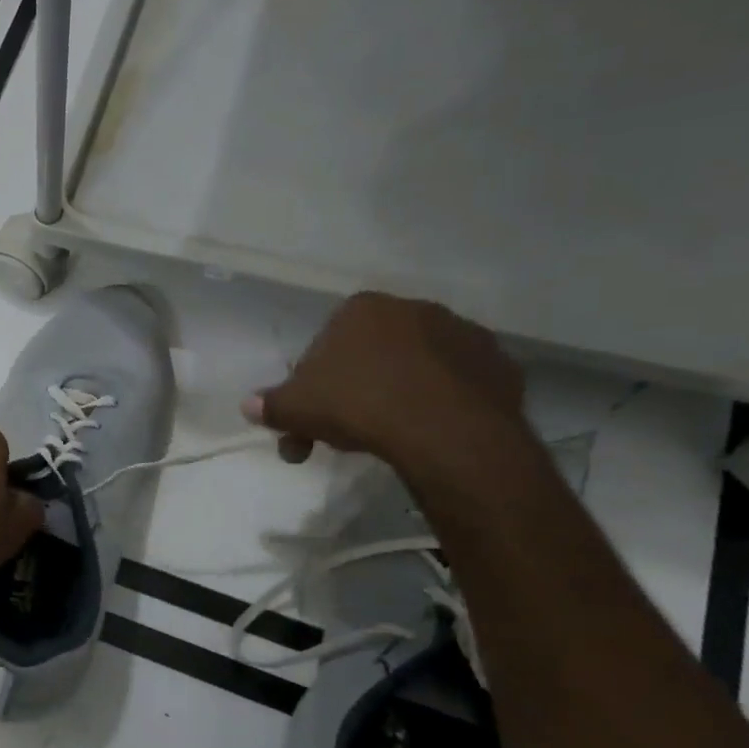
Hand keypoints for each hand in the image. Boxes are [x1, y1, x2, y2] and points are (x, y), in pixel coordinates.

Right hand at [244, 292, 530, 474]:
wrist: (448, 432)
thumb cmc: (359, 405)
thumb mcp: (295, 408)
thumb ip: (270, 404)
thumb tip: (249, 406)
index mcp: (363, 308)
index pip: (324, 344)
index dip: (311, 384)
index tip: (308, 416)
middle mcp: (414, 309)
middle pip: (368, 356)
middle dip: (349, 394)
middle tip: (337, 436)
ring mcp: (463, 334)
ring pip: (411, 369)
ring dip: (392, 397)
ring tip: (384, 439)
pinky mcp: (498, 365)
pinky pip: (453, 385)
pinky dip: (435, 404)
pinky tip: (423, 434)